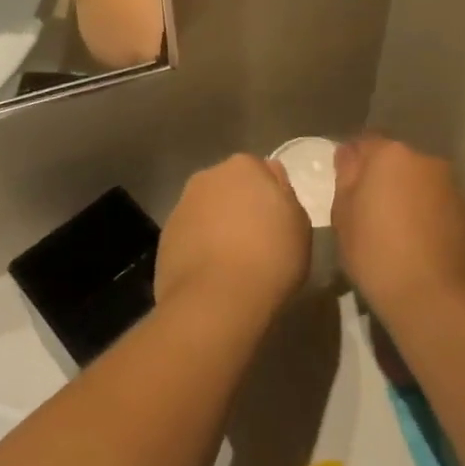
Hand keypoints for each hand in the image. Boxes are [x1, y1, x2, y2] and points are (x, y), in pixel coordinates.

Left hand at [156, 155, 311, 319]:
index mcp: (244, 166)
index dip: (270, 196)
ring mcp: (182, 206)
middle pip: (229, 187)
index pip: (261, 171)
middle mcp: (207, 177)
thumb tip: (272, 185)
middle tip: (257, 240)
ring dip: (217, 226)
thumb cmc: (270, 257)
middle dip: (240, 206)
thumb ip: (285, 197)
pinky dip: (200, 247)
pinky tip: (212, 273)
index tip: (277, 222)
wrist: (216, 299)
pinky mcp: (165, 236)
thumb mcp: (299, 225)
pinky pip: (190, 236)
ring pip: (207, 211)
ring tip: (233, 261)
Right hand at [332, 137, 464, 321]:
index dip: (353, 162)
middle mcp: (426, 161)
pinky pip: (440, 205)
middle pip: (397, 161)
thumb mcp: (343, 215)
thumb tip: (350, 155)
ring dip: (409, 196)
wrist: (436, 299)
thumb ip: (346, 177)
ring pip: (421, 182)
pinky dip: (429, 215)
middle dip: (383, 178)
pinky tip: (420, 245)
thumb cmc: (376, 253)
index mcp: (391, 154)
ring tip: (397, 231)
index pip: (365, 142)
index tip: (346, 187)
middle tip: (369, 211)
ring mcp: (453, 186)